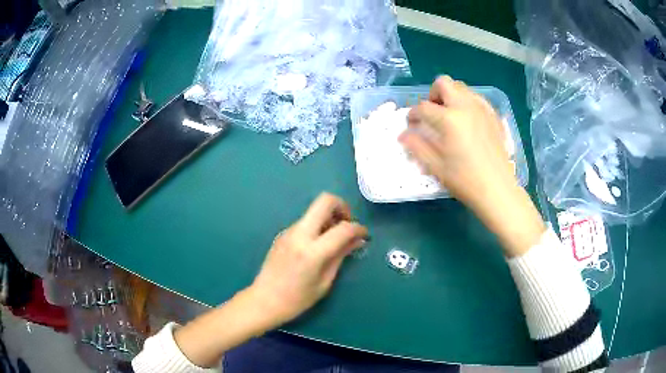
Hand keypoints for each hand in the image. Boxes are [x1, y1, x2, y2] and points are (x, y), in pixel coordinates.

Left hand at [249, 192, 368, 327]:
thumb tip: (358, 240)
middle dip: (342, 207)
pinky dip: (317, 226)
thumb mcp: (325, 281)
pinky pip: (305, 222)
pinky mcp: (283, 234)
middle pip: (324, 201)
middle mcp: (299, 234)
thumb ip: (341, 256)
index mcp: (312, 251)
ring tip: (335, 239)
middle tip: (348, 224)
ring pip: (314, 211)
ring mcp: (289, 231)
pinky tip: (318, 245)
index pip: (343, 228)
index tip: (364, 235)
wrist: (264, 300)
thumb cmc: (297, 299)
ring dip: (329, 217)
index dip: (359, 228)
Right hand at [399, 76, 544, 256]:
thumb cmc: (465, 180)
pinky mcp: (493, 115)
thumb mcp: (436, 166)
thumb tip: (404, 135)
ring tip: (449, 116)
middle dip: (433, 94)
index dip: (413, 114)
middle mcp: (465, 106)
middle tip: (432, 113)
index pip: (423, 107)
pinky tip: (467, 120)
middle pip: (443, 83)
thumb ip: (417, 146)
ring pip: (461, 87)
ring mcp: (482, 109)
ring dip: (450, 96)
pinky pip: (476, 98)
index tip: (411, 125)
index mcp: (449, 119)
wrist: (497, 189)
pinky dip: (467, 102)